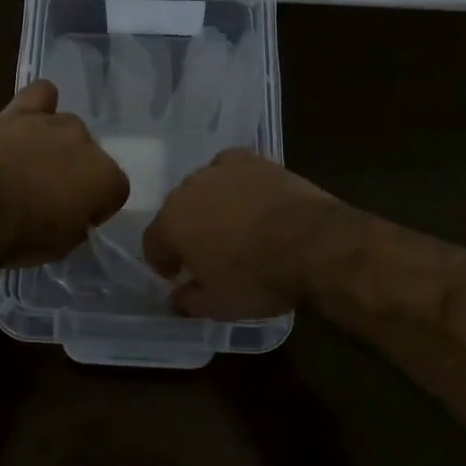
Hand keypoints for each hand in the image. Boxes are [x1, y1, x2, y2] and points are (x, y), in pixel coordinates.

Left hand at [0, 81, 130, 266]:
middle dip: (75, 172)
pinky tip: (31, 118)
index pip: (115, 190)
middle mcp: (87, 143)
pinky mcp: (21, 111)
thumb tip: (74, 212)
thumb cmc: (23, 237)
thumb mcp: (64, 244)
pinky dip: (41, 104)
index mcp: (106, 178)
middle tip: (49, 193)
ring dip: (55, 144)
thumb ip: (79, 221)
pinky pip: (41, 93)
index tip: (77, 217)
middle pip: (90, 155)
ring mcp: (54, 123)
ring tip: (31, 163)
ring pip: (67, 127)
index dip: (96, 206)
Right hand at [142, 149, 341, 319]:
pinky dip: (235, 182)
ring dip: (210, 205)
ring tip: (233, 226)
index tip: (177, 276)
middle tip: (207, 253)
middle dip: (187, 231)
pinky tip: (250, 198)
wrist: (313, 243)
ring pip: (204, 188)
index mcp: (171, 223)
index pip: (153, 242)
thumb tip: (177, 297)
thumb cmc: (258, 278)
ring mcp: (220, 170)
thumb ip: (189, 301)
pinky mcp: (252, 160)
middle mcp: (187, 189)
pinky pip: (231, 169)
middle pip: (177, 211)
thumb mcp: (219, 306)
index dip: (162, 262)